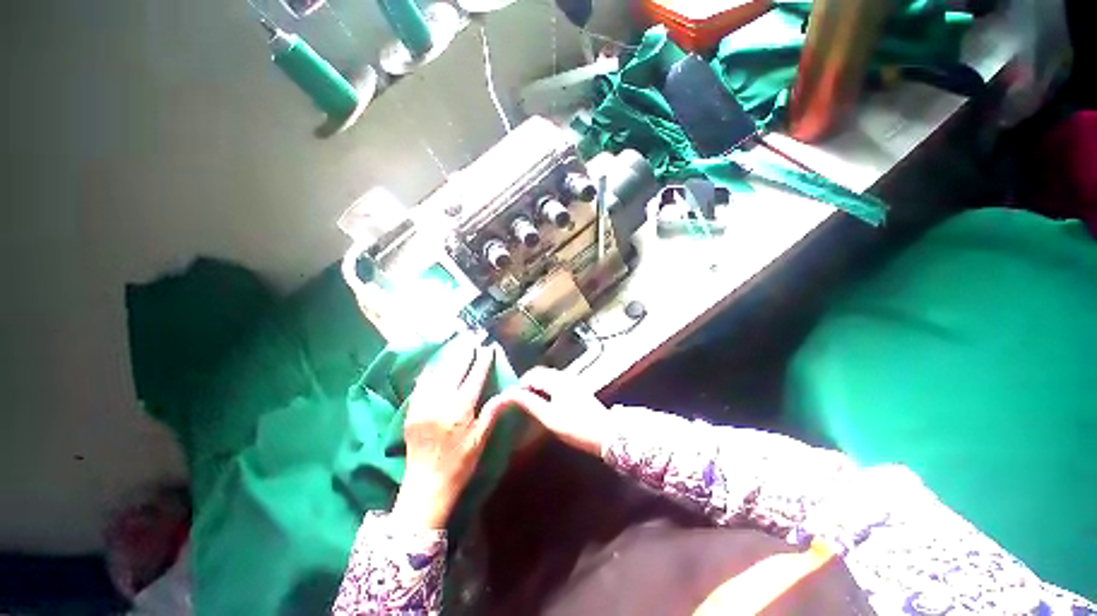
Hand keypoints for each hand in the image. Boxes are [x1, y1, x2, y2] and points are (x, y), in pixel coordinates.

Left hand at [392, 338, 499, 529]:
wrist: (425, 487)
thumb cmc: (459, 465)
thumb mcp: (480, 441)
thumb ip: (492, 413)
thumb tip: (507, 393)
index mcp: (460, 410)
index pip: (474, 377)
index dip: (482, 361)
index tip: (488, 347)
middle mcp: (440, 402)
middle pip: (455, 369)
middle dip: (466, 351)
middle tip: (473, 336)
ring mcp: (423, 405)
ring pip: (437, 373)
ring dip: (449, 356)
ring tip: (458, 343)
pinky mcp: (412, 411)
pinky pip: (421, 384)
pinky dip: (431, 370)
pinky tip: (437, 363)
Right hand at [481, 367, 610, 456]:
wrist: (607, 434)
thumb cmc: (576, 426)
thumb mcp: (549, 417)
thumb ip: (529, 403)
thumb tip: (509, 394)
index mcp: (557, 379)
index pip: (532, 374)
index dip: (520, 385)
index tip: (513, 400)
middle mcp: (565, 376)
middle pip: (541, 374)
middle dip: (529, 385)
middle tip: (521, 403)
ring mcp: (574, 382)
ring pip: (550, 379)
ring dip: (538, 388)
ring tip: (531, 405)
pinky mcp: (578, 390)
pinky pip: (557, 384)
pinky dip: (548, 391)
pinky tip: (547, 405)